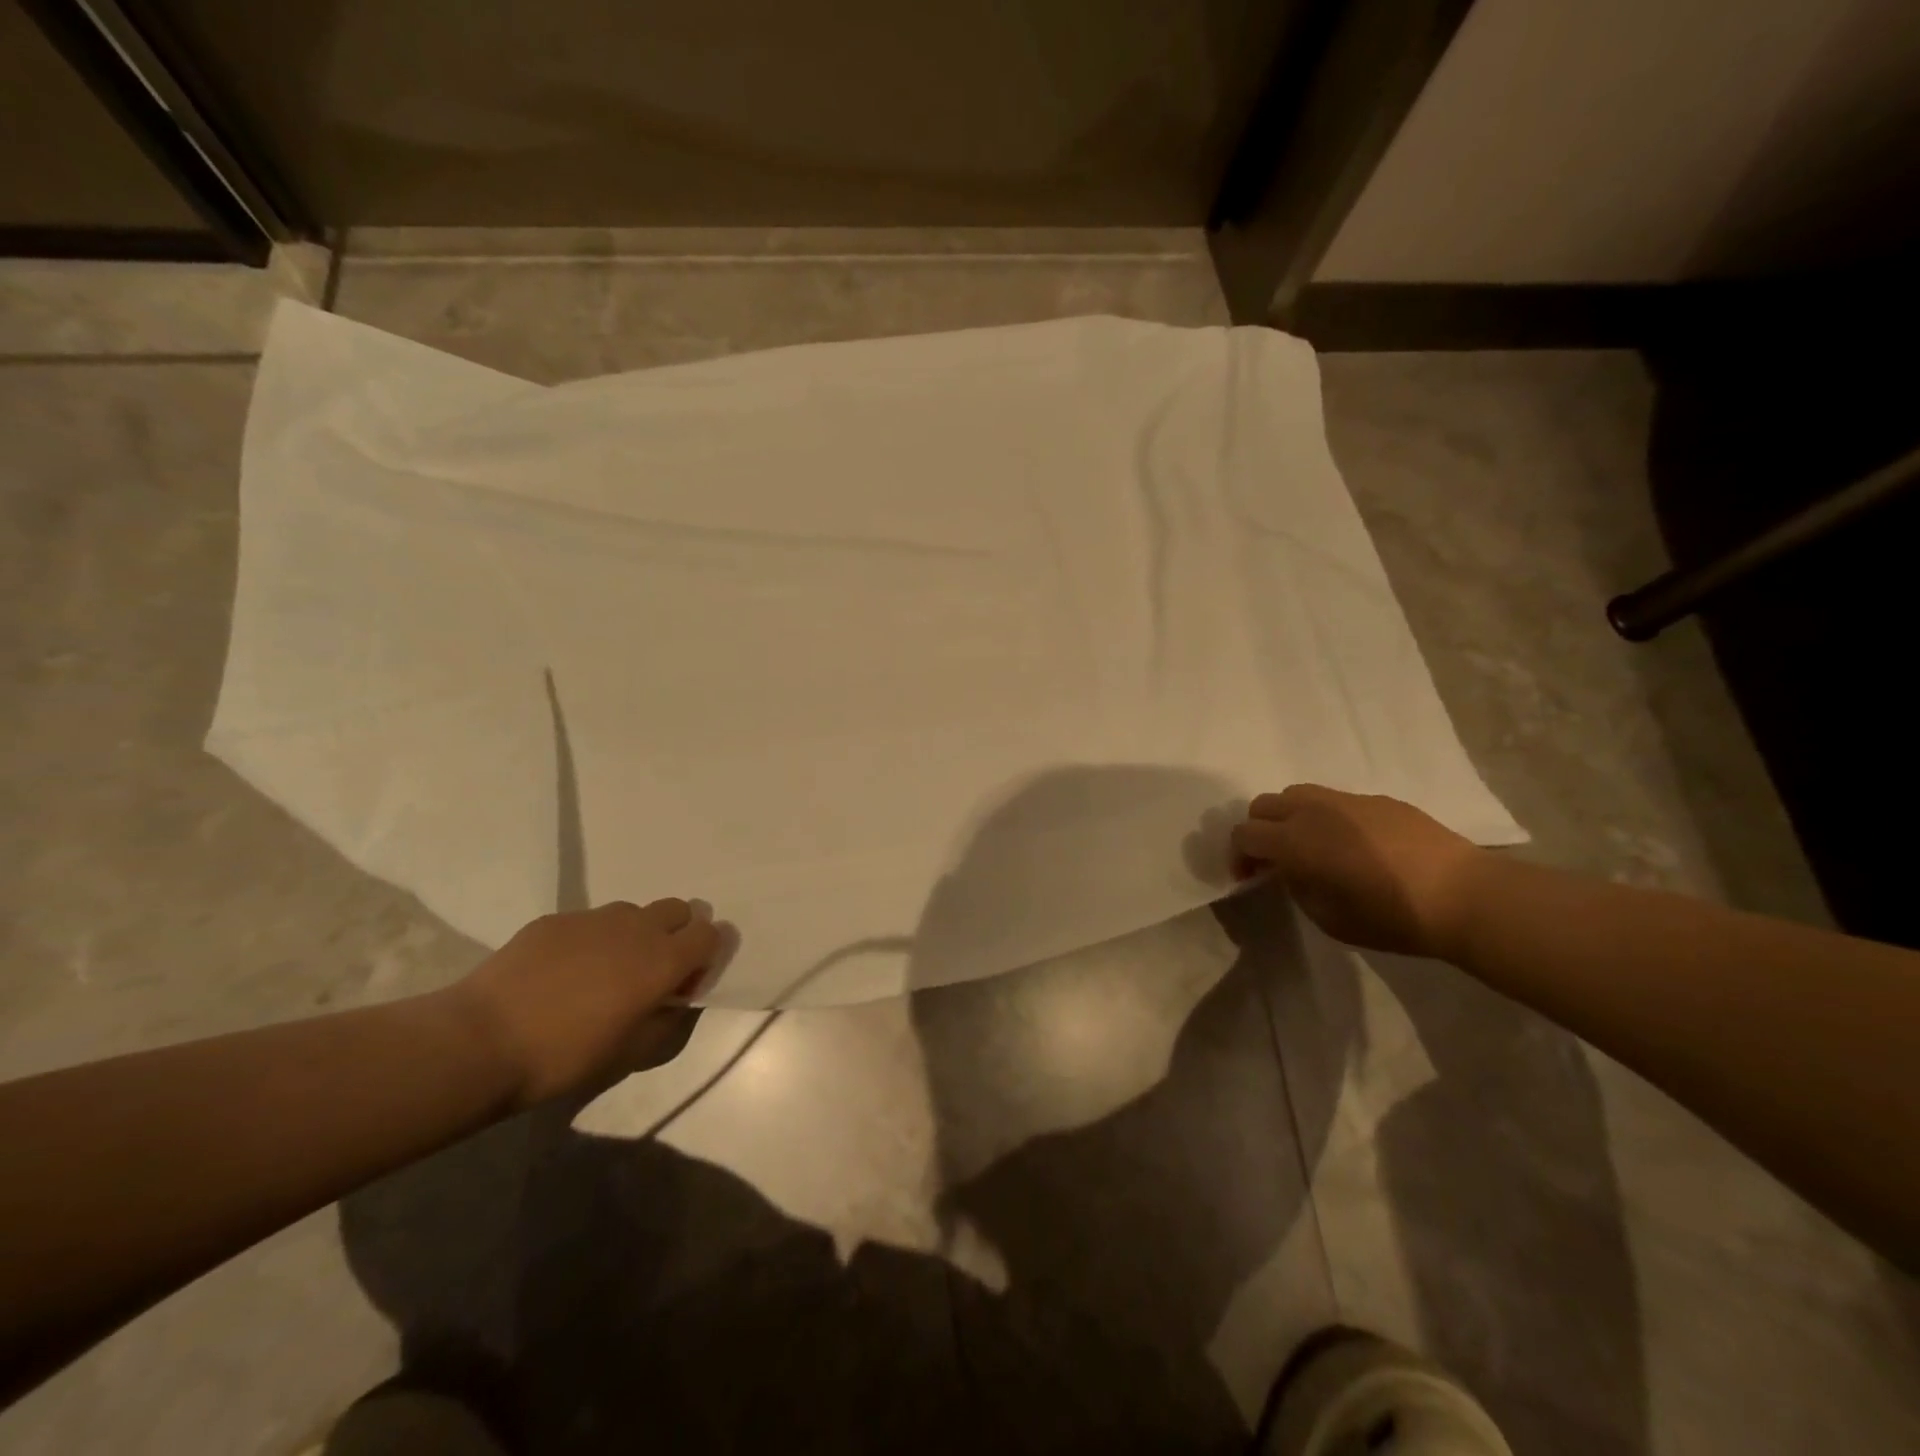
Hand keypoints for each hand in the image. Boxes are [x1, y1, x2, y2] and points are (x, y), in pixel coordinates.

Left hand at [451, 899, 719, 1107]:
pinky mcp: (555, 919)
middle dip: (677, 933)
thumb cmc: (566, 1056)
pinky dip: (591, 940)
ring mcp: (594, 918)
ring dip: (634, 935)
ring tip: (604, 972)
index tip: (685, 983)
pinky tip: (562, 973)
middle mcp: (636, 928)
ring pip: (633, 912)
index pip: (710, 933)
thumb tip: (676, 1000)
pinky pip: (590, 921)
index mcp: (663, 960)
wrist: (481, 1041)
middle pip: (678, 909)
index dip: (707, 954)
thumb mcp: (632, 1054)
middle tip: (652, 972)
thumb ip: (667, 1020)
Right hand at [1231, 785, 1484, 957]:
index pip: (1244, 834)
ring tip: (1309, 844)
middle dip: (1259, 831)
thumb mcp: (1328, 918)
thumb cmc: (1391, 917)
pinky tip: (1354, 845)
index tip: (1251, 878)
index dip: (1239, 856)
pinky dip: (1327, 817)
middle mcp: (1313, 810)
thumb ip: (1297, 888)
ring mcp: (1347, 799)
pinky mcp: (1378, 799)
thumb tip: (1291, 870)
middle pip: (1264, 805)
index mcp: (1295, 841)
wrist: (1464, 896)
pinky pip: (1336, 801)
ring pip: (1297, 794)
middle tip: (1274, 860)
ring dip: (1290, 816)